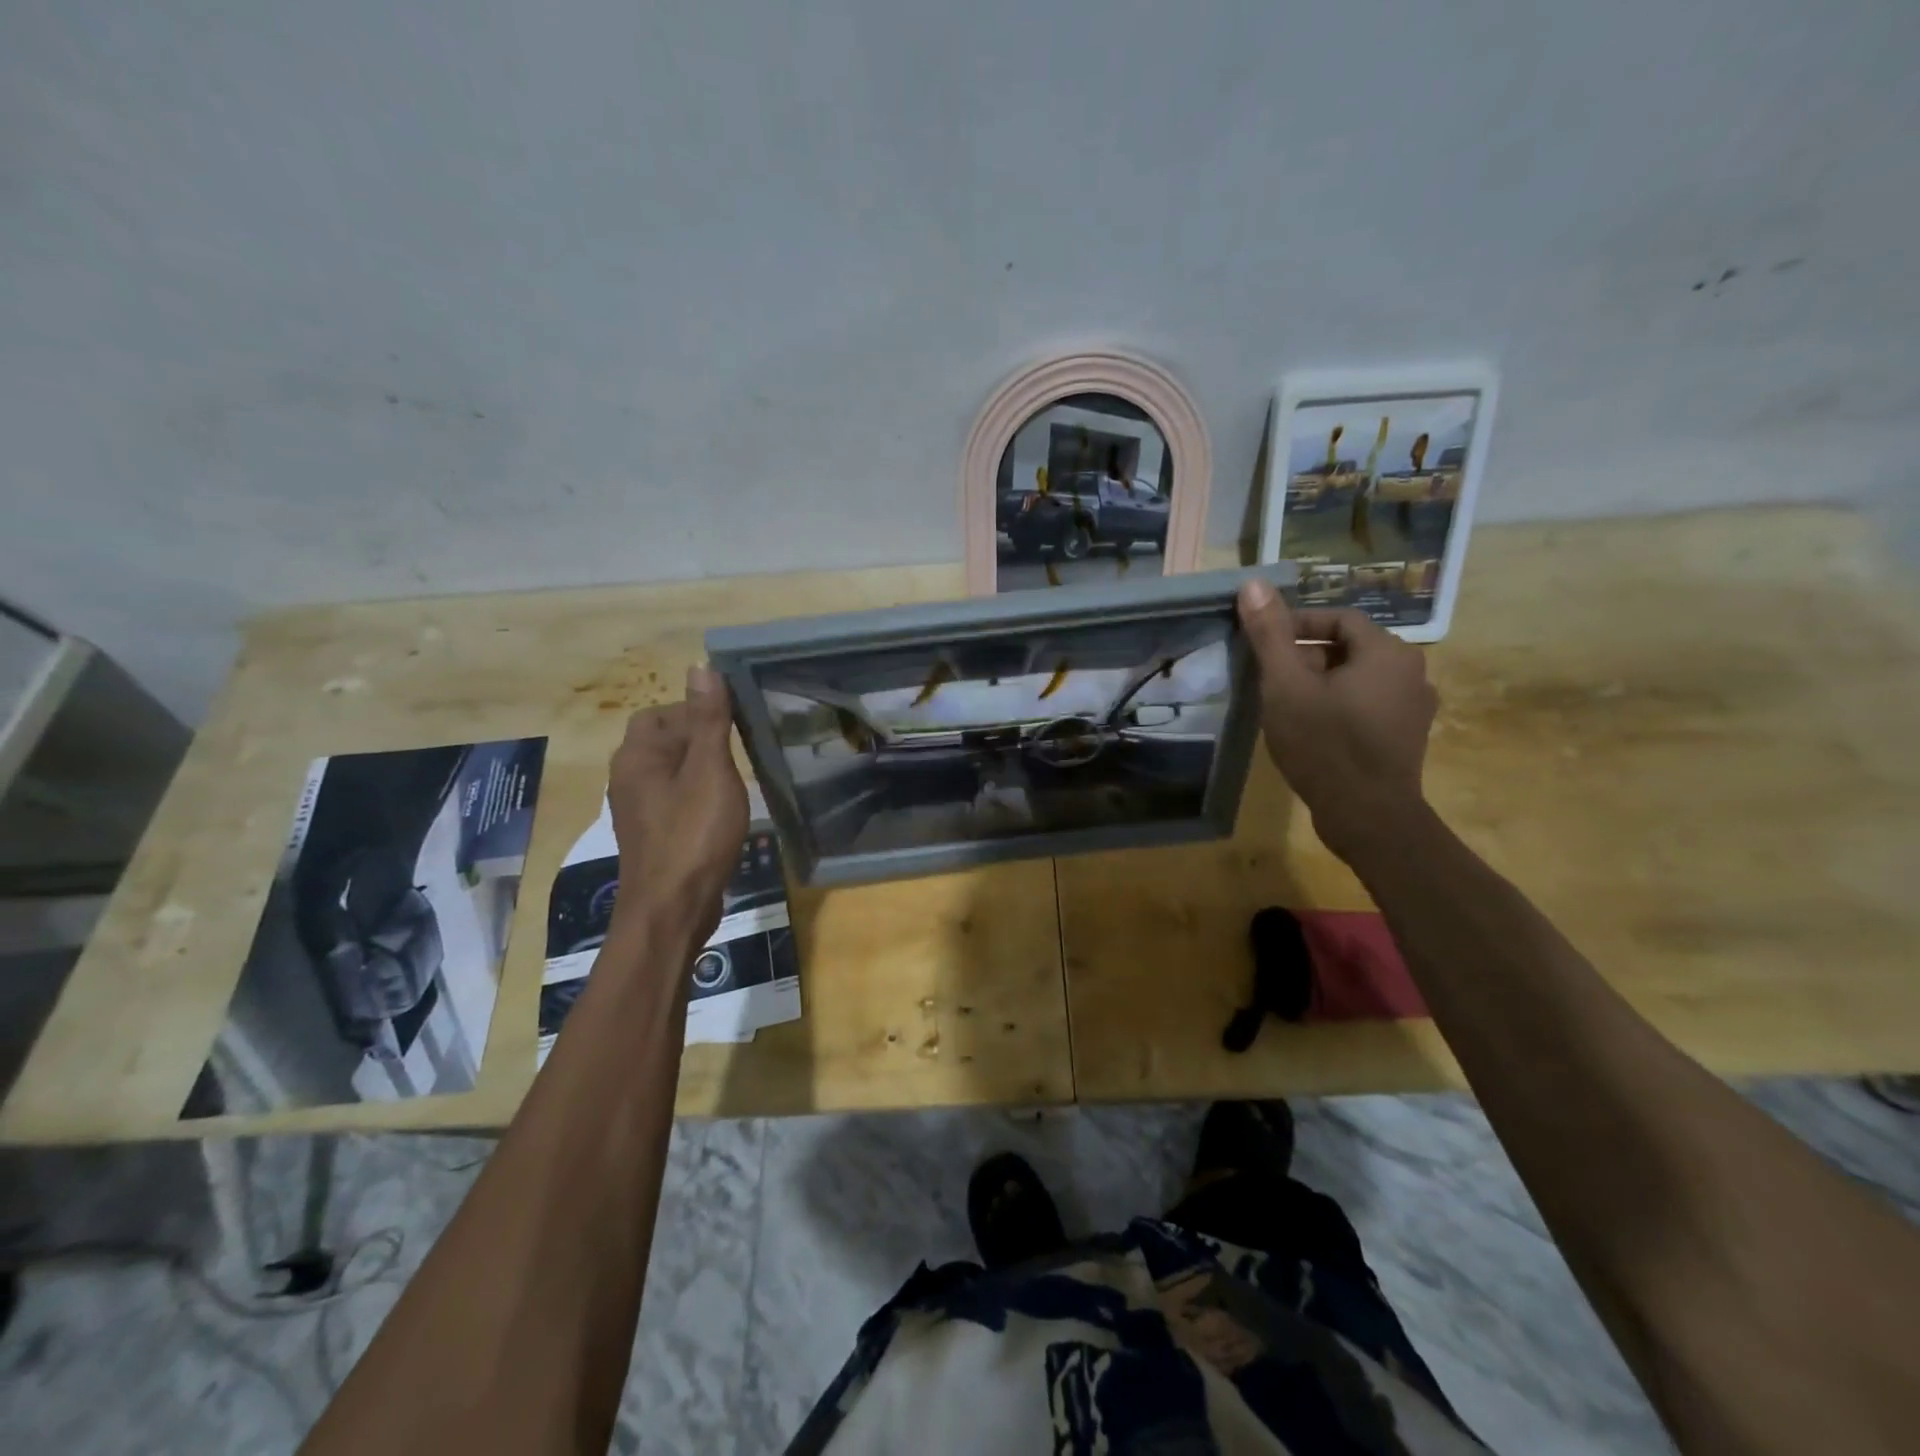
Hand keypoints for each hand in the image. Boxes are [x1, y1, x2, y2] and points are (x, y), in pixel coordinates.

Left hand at [606, 664, 748, 940]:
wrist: (673, 908)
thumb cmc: (693, 834)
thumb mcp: (709, 770)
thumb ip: (707, 719)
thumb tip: (701, 666)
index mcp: (637, 756)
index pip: (661, 712)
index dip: (695, 711)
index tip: (733, 723)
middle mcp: (629, 777)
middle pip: (664, 740)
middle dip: (701, 739)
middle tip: (741, 749)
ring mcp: (639, 809)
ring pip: (672, 772)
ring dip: (702, 769)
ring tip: (738, 778)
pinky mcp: (653, 834)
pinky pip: (676, 799)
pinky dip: (698, 795)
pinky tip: (724, 809)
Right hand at [1236, 577, 1437, 858]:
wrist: (1368, 816)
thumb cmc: (1325, 745)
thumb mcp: (1286, 686)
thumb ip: (1270, 634)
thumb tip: (1252, 583)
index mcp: (1388, 651)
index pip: (1338, 619)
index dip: (1296, 627)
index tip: (1264, 648)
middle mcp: (1411, 671)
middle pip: (1350, 648)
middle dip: (1306, 658)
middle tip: (1269, 679)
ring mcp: (1414, 707)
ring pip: (1358, 678)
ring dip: (1322, 683)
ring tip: (1286, 704)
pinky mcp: (1407, 736)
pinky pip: (1369, 704)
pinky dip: (1340, 706)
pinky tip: (1313, 729)